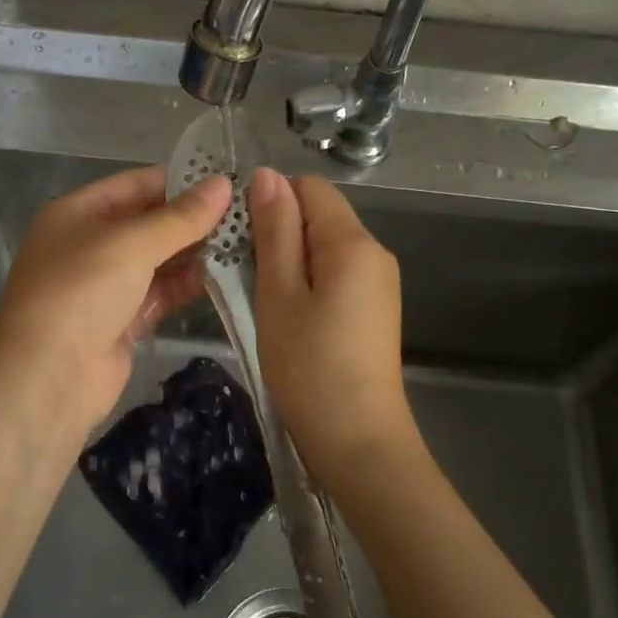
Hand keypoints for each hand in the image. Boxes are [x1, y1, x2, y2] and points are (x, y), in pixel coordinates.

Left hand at [0, 165, 230, 439]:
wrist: (47, 380)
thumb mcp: (130, 245)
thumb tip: (223, 185)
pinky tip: (225, 275)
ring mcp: (105, 286)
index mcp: (77, 214)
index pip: (135, 184)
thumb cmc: (80, 294)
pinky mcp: (122, 321)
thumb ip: (180, 217)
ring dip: (196, 252)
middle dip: (193, 218)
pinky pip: (160, 293)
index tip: (228, 179)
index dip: (180, 180)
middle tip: (247, 211)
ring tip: (245, 239)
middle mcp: (89, 245)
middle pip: (148, 222)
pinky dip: (187, 284)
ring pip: (158, 260)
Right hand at [249, 169, 421, 487]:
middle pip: (320, 215)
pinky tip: (287, 312)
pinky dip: (307, 280)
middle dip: (279, 230)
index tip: (238, 234)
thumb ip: (275, 231)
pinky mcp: (374, 308)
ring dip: (289, 258)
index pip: (310, 188)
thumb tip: (266, 175)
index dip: (271, 199)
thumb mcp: (280, 294)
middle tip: (242, 268)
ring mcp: (379, 283)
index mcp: (354, 242)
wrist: (358, 441)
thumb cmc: (310, 366)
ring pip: (325, 246)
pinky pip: (336, 273)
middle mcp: (375, 253)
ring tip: (259, 292)